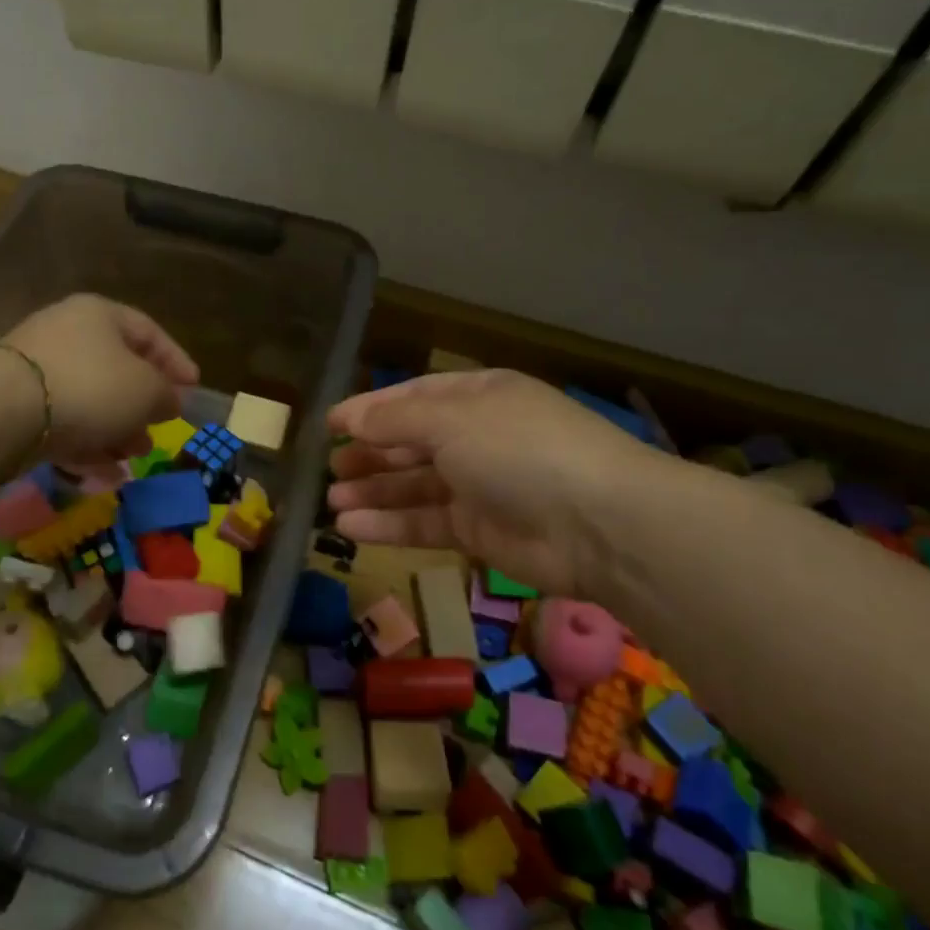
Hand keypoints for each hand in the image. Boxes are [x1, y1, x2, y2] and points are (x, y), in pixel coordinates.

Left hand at [1, 295, 198, 468]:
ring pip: (89, 400)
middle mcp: (66, 334)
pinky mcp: (16, 406)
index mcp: (99, 315)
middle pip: (116, 368)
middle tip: (159, 427)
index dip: (175, 360)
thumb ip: (165, 394)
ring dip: (116, 429)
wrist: (4, 411)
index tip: (194, 388)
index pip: (148, 332)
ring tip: (133, 455)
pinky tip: (104, 473)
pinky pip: (62, 423)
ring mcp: (36, 370)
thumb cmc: (90, 386)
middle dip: (142, 404)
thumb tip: (168, 400)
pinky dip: (86, 445)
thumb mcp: (146, 390)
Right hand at [326, 370, 668, 597]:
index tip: (330, 424)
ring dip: (373, 492)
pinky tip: (350, 528)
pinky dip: (389, 525)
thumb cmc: (519, 449)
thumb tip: (348, 418)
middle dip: (370, 454)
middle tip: (330, 468)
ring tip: (331, 500)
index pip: (413, 398)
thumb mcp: (450, 420)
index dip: (371, 409)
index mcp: (477, 397)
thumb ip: (393, 421)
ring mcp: (480, 487)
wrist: (599, 524)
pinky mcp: (480, 532)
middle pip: (412, 443)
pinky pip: (425, 523)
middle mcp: (478, 437)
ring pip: (414, 486)